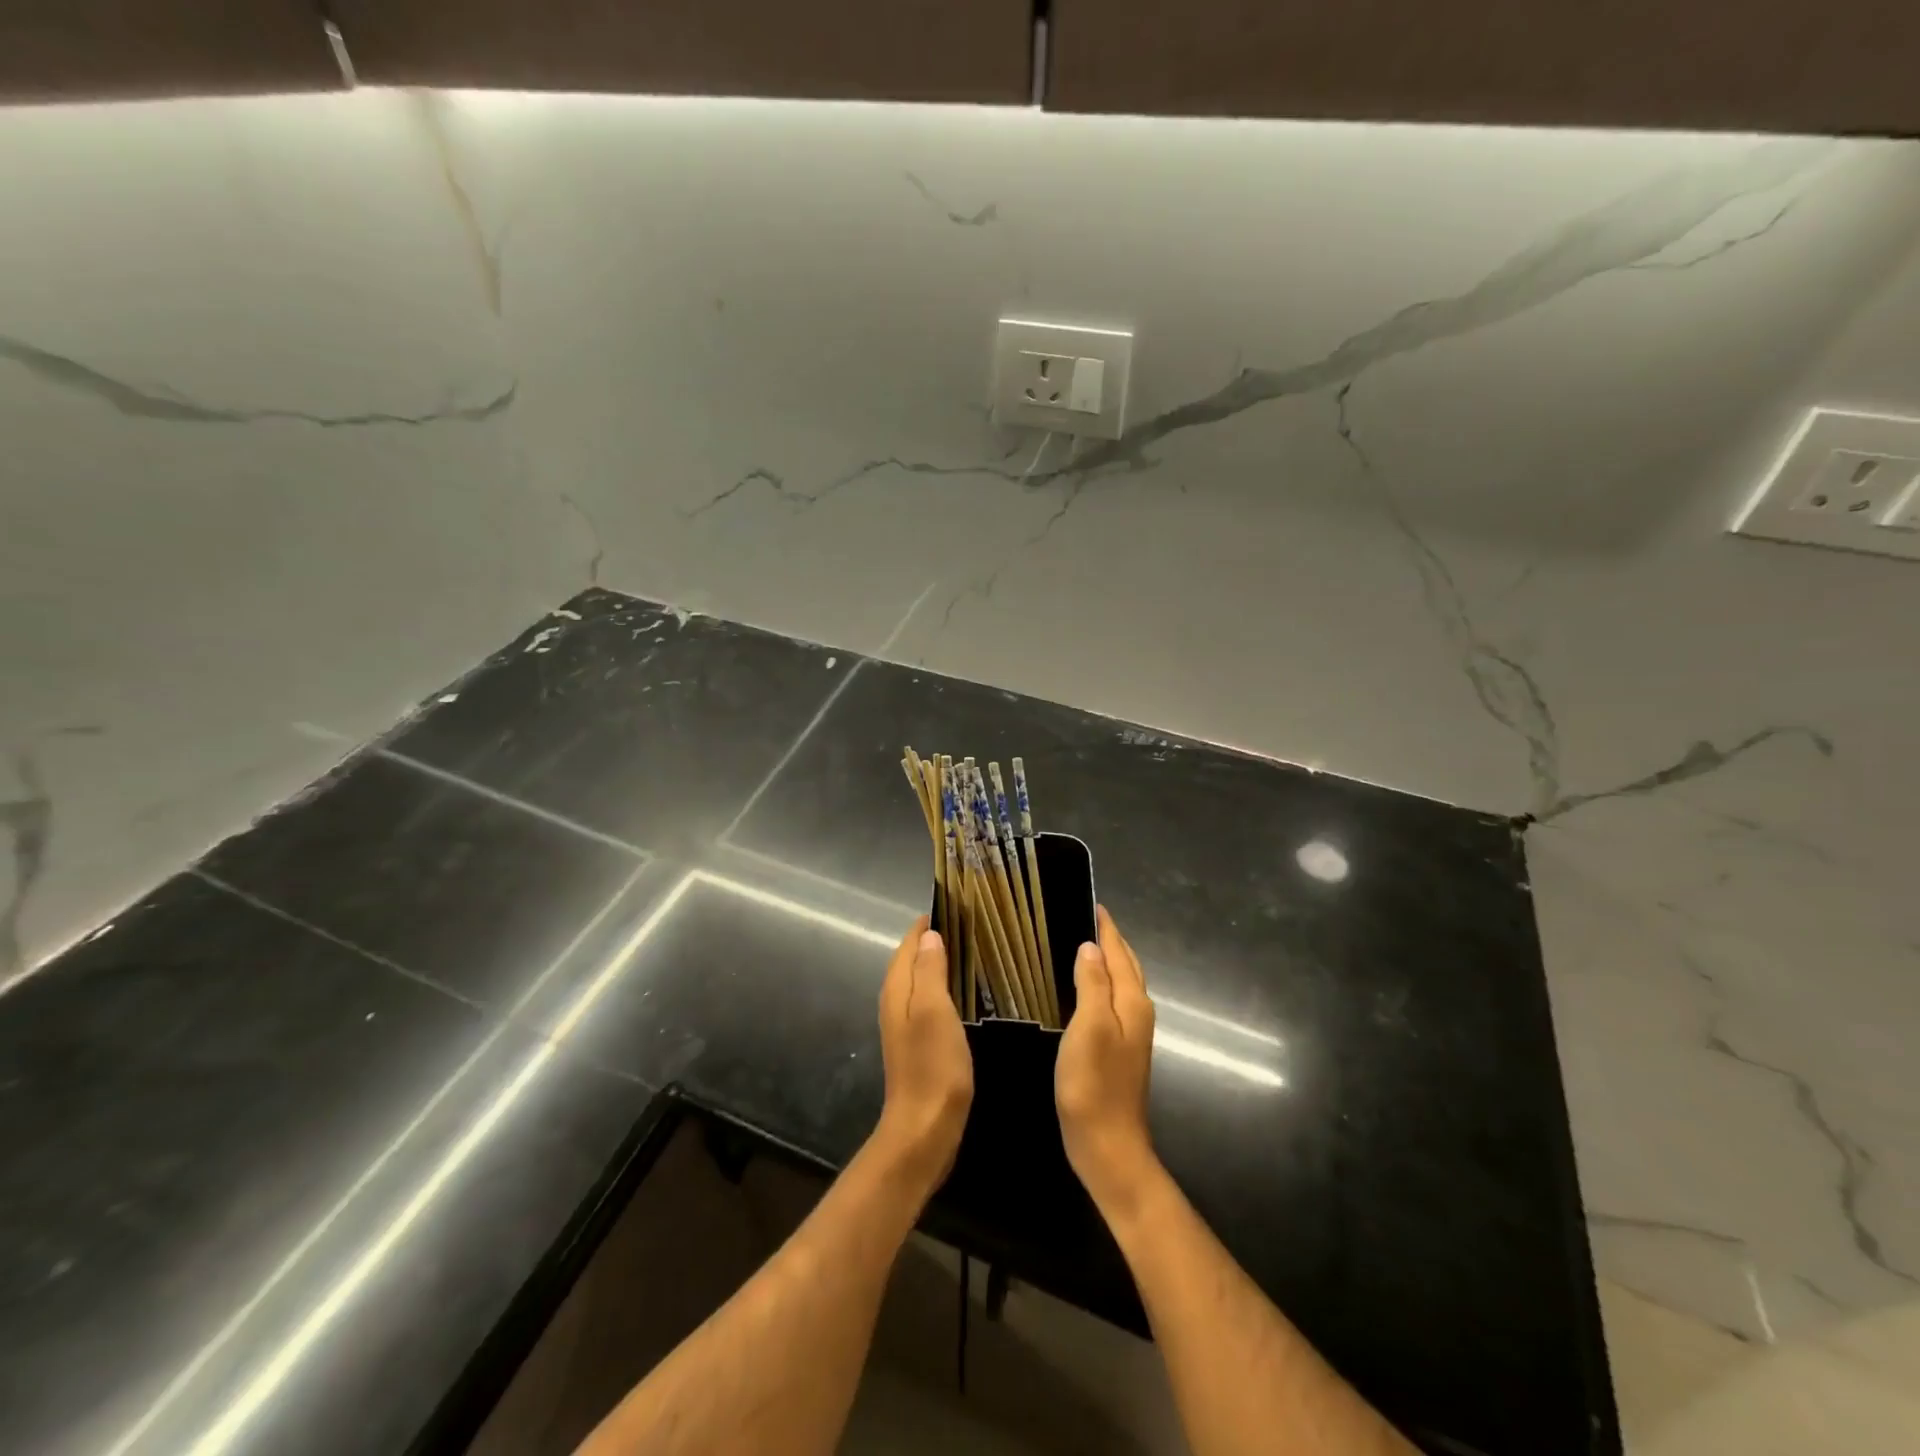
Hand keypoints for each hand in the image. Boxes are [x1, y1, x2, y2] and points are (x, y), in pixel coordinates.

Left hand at [873, 920, 972, 1193]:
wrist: (925, 1129)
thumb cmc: (933, 1066)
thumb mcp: (935, 1010)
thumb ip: (930, 971)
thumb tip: (929, 935)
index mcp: (897, 989)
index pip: (908, 943)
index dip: (927, 924)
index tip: (954, 905)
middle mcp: (896, 1002)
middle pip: (912, 960)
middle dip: (934, 940)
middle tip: (969, 924)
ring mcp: (905, 1025)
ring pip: (920, 981)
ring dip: (939, 964)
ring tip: (971, 950)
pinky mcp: (918, 1044)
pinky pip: (929, 1002)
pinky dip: (943, 988)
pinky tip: (965, 993)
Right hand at [1056, 906, 1160, 1213]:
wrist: (1108, 1145)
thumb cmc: (1094, 1083)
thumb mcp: (1089, 1027)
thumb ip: (1092, 984)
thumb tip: (1091, 947)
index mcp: (1132, 1002)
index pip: (1120, 953)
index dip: (1107, 928)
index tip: (1092, 903)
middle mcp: (1137, 1012)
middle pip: (1127, 966)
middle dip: (1110, 940)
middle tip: (1085, 917)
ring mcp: (1132, 1033)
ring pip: (1122, 984)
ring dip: (1108, 961)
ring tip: (1083, 943)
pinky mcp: (1121, 1050)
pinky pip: (1113, 1001)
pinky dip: (1103, 984)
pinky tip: (1085, 988)